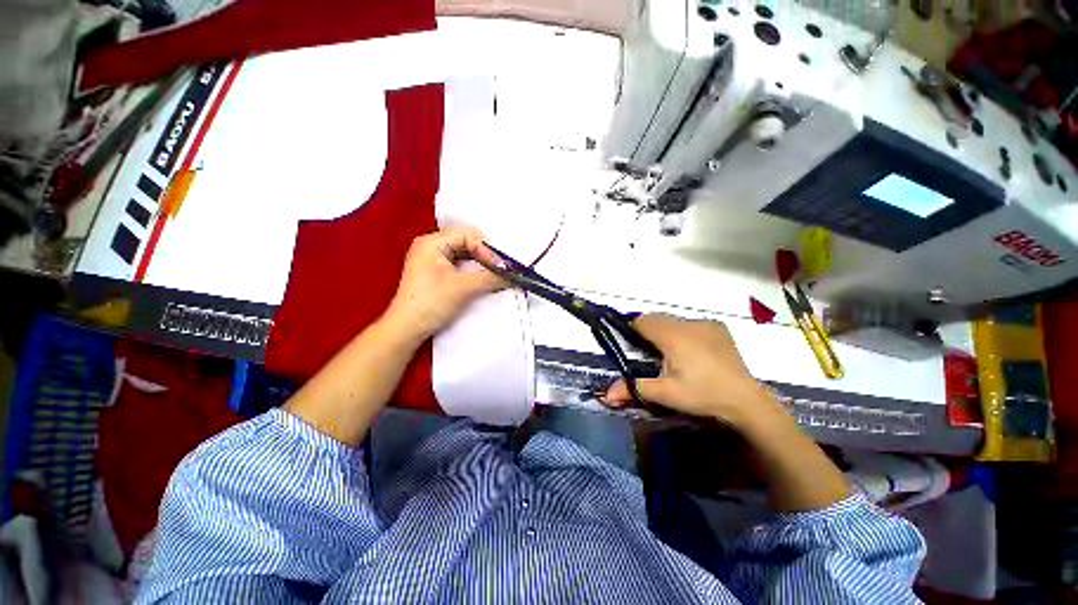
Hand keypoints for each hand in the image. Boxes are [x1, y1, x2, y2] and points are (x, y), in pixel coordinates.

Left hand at [385, 226, 505, 339]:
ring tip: (497, 272)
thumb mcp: (464, 288)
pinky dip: (473, 270)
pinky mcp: (435, 273)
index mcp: (432, 242)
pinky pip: (460, 265)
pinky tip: (484, 278)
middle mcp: (431, 246)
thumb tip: (515, 275)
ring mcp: (432, 260)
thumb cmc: (431, 303)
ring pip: (464, 254)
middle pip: (467, 243)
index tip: (502, 266)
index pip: (468, 235)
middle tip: (503, 267)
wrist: (406, 329)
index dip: (487, 249)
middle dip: (486, 255)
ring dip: (481, 263)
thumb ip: (491, 278)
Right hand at [604, 314, 773, 425]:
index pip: (643, 321)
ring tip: (672, 353)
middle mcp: (688, 324)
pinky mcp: (718, 328)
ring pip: (674, 320)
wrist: (746, 401)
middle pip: (657, 318)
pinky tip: (693, 352)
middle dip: (648, 330)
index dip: (633, 330)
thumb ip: (635, 388)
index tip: (633, 345)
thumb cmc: (702, 395)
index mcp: (673, 336)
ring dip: (666, 330)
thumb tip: (607, 394)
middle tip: (650, 353)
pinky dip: (683, 332)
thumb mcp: (666, 394)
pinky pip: (691, 323)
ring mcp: (705, 324)